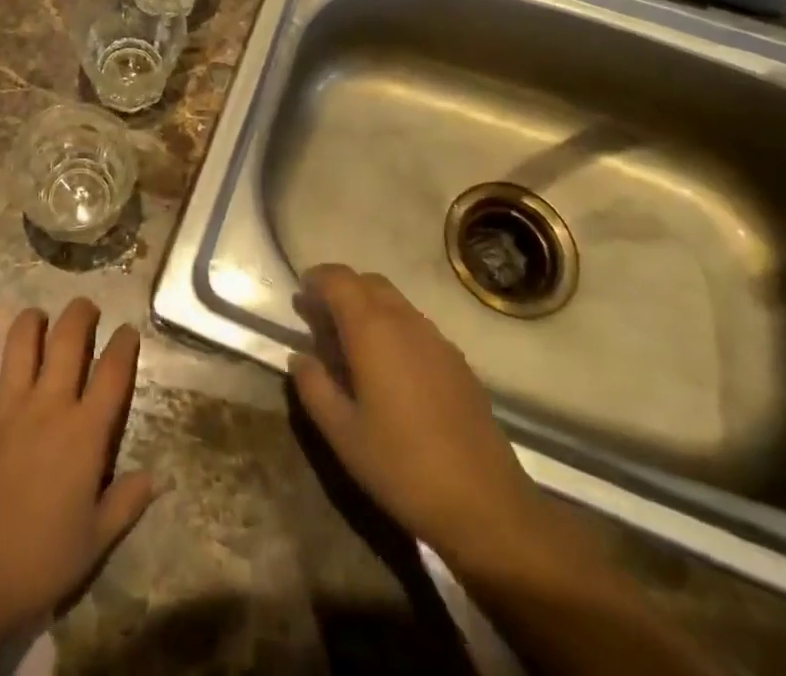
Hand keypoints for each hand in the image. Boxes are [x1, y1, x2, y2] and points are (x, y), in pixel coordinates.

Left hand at [0, 300, 155, 645]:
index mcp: (85, 432)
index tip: (128, 331)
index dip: (124, 345)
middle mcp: (49, 405)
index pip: (113, 373)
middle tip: (86, 307)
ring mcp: (8, 406)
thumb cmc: (40, 561)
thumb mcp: (96, 541)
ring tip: (38, 315)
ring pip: (21, 344)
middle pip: (68, 340)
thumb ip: (126, 503)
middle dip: (81, 315)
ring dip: (31, 322)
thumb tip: (156, 478)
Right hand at [290, 265, 550, 579]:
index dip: (316, 280)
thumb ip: (314, 386)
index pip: (339, 279)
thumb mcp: (342, 433)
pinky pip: (416, 325)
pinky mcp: (457, 361)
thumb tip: (299, 356)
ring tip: (350, 344)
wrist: (486, 505)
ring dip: (367, 307)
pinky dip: (393, 327)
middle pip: (368, 282)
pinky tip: (389, 369)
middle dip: (341, 290)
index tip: (300, 296)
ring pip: (394, 301)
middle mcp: (405, 321)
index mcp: (372, 329)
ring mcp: (436, 339)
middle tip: (320, 319)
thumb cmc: (402, 466)